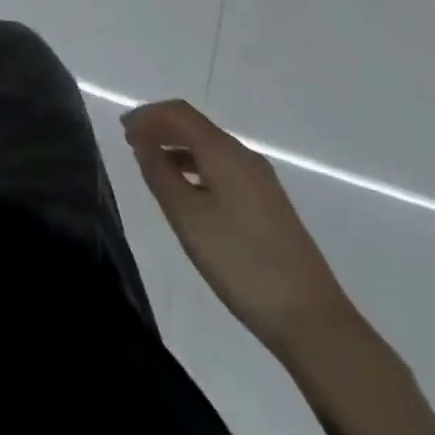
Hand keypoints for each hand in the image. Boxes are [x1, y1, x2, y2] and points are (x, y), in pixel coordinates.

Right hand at [123, 99, 350, 355]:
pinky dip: (196, 166)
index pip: (179, 113)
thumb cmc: (241, 263)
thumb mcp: (188, 218)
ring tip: (152, 165)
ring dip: (177, 147)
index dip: (148, 115)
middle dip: (161, 128)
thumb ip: (160, 174)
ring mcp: (261, 181)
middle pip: (196, 126)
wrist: (313, 321)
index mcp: (224, 152)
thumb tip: (143, 142)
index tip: (122, 130)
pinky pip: (223, 167)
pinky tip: (187, 191)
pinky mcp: (269, 205)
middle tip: (131, 143)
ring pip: (210, 147)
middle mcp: (244, 156)